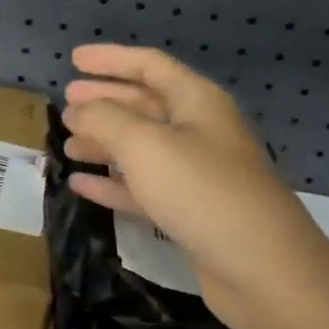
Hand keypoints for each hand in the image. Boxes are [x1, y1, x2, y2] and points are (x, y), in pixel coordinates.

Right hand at [62, 45, 327, 323]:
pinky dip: (112, 183)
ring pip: (141, 148)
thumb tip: (77, 110)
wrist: (263, 269)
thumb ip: (104, 120)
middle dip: (105, 101)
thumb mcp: (145, 146)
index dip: (111, 59)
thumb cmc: (202, 191)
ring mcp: (196, 174)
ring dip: (104, 143)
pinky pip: (143, 188)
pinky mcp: (190, 212)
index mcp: (197, 102)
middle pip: (145, 104)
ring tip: (67, 144)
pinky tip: (81, 184)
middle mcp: (199, 131)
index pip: (149, 65)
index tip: (74, 59)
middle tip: (66, 104)